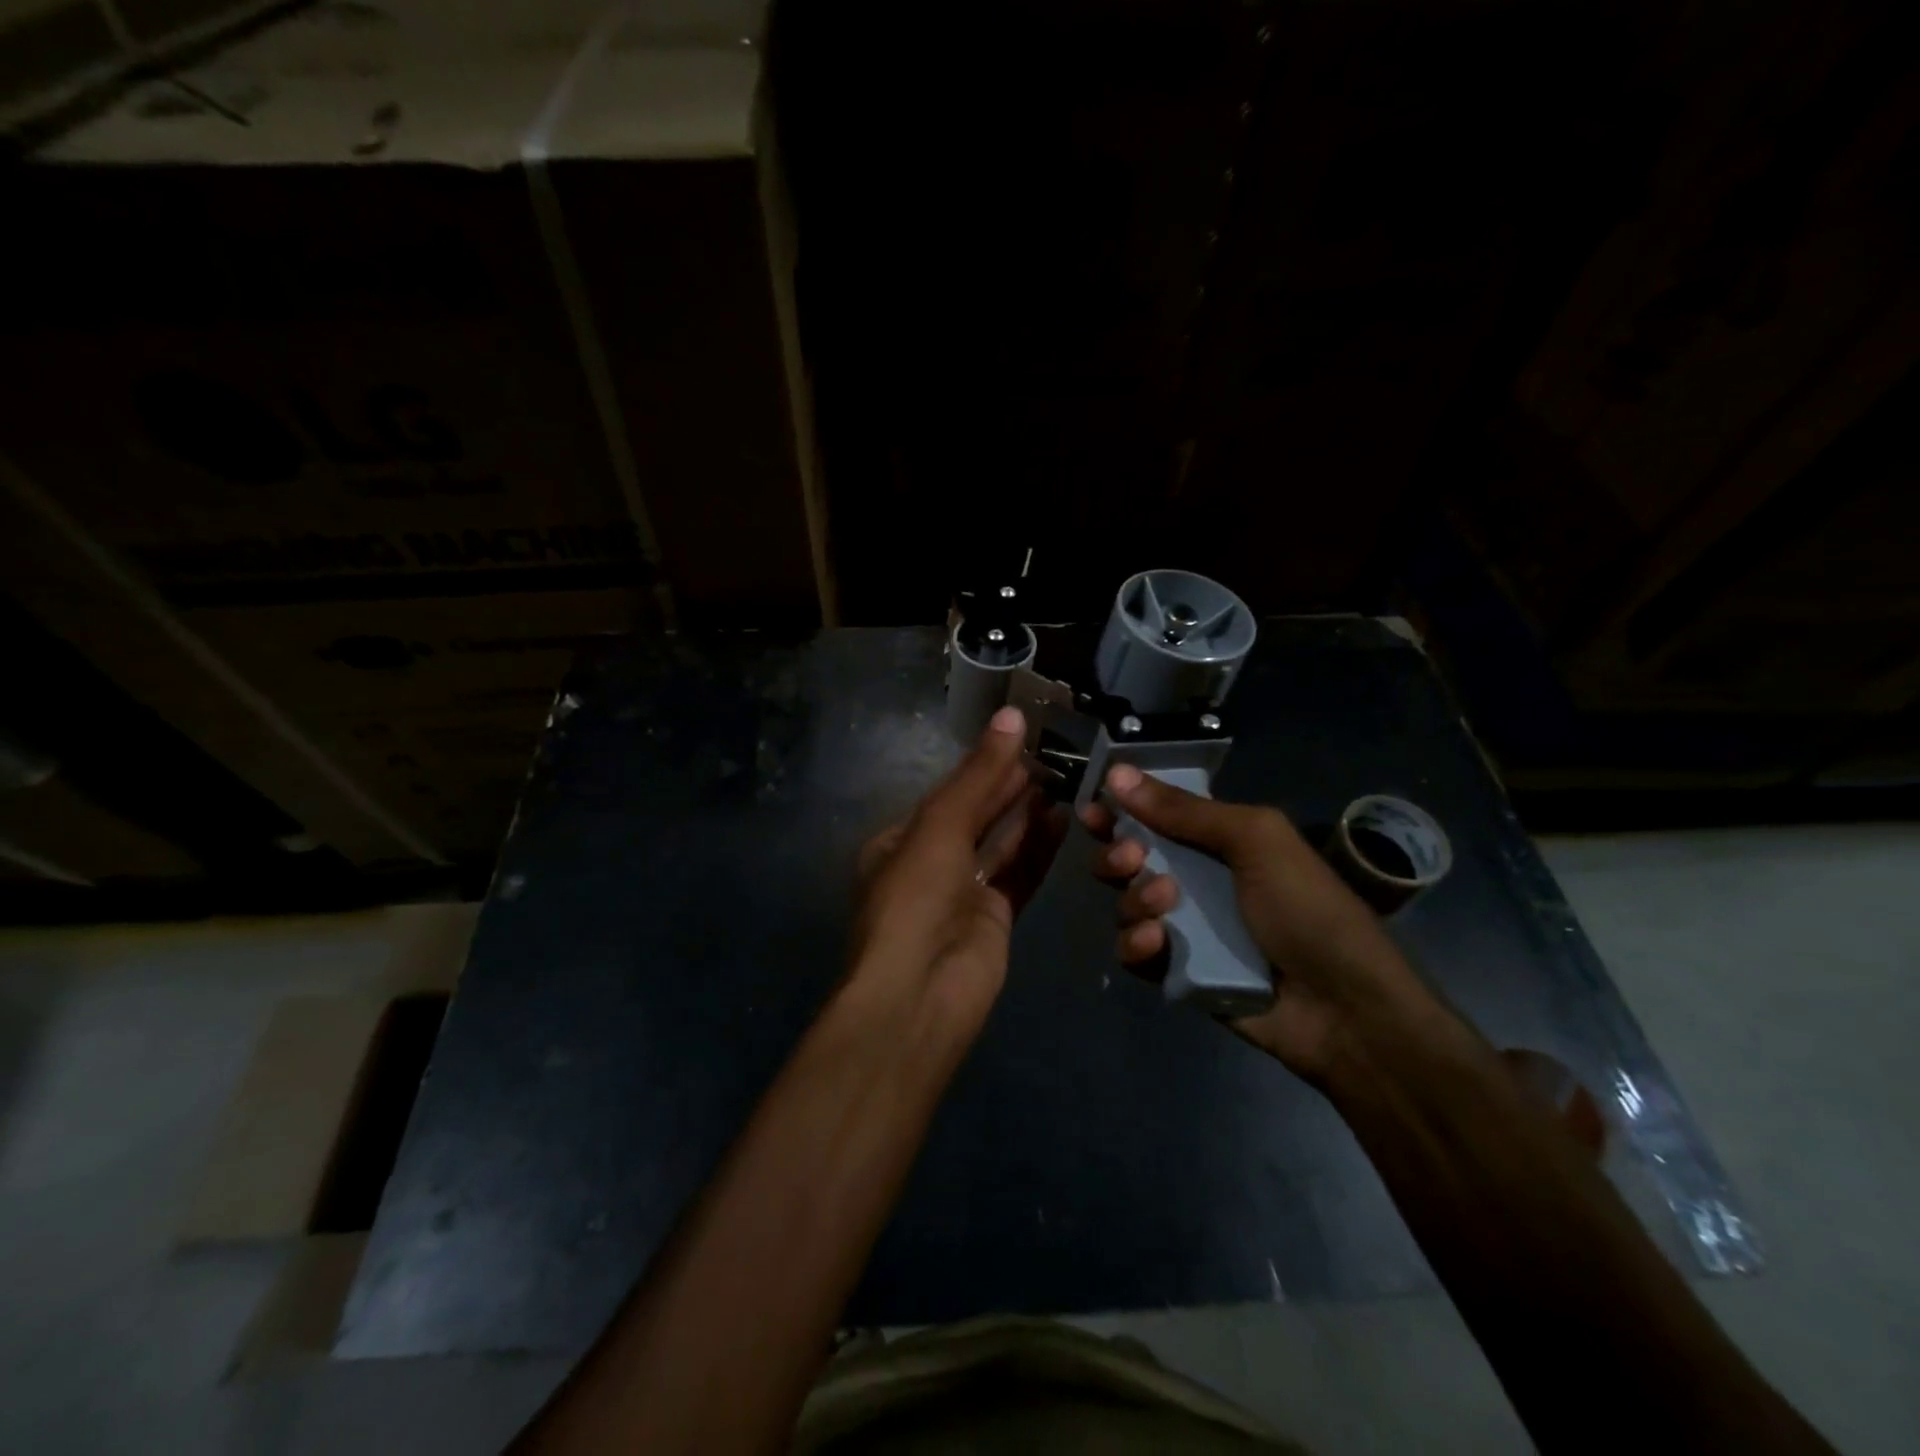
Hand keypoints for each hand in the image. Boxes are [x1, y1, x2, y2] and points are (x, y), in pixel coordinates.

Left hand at [850, 706, 1066, 1041]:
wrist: (920, 993)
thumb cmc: (915, 898)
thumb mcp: (940, 826)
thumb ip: (979, 775)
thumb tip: (1012, 716)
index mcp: (900, 841)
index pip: (946, 793)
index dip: (981, 766)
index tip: (1018, 738)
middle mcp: (930, 864)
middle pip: (974, 815)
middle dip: (1006, 786)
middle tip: (1048, 754)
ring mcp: (963, 893)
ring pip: (1000, 843)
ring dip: (1025, 813)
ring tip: (1060, 779)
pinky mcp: (995, 918)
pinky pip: (1020, 874)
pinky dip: (1038, 848)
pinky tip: (1062, 819)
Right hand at [1081, 764, 1438, 1079]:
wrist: (1344, 1008)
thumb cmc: (1306, 908)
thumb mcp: (1255, 841)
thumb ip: (1185, 810)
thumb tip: (1118, 774)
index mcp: (1216, 841)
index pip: (1155, 815)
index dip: (1120, 808)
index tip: (1093, 808)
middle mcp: (1194, 878)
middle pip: (1128, 857)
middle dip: (1117, 853)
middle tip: (1129, 857)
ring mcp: (1184, 927)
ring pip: (1126, 903)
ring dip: (1134, 899)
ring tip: (1165, 905)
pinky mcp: (1177, 971)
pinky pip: (1134, 951)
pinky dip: (1137, 945)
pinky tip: (1157, 944)